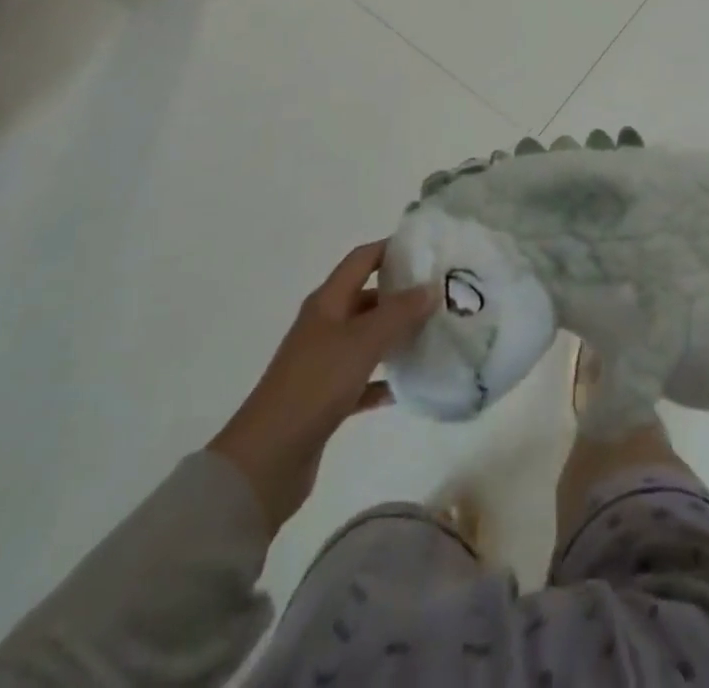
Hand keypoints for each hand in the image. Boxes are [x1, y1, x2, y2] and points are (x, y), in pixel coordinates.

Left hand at [209, 241, 435, 533]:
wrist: (267, 459)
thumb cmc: (315, 385)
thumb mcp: (362, 342)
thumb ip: (399, 313)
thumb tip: (431, 287)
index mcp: (328, 302)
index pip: (362, 259)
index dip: (391, 249)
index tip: (428, 250)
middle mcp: (325, 325)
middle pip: (367, 297)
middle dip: (401, 294)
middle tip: (441, 295)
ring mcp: (324, 362)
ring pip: (367, 338)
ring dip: (396, 335)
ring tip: (435, 334)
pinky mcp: (327, 399)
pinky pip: (364, 379)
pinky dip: (385, 379)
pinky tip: (411, 385)